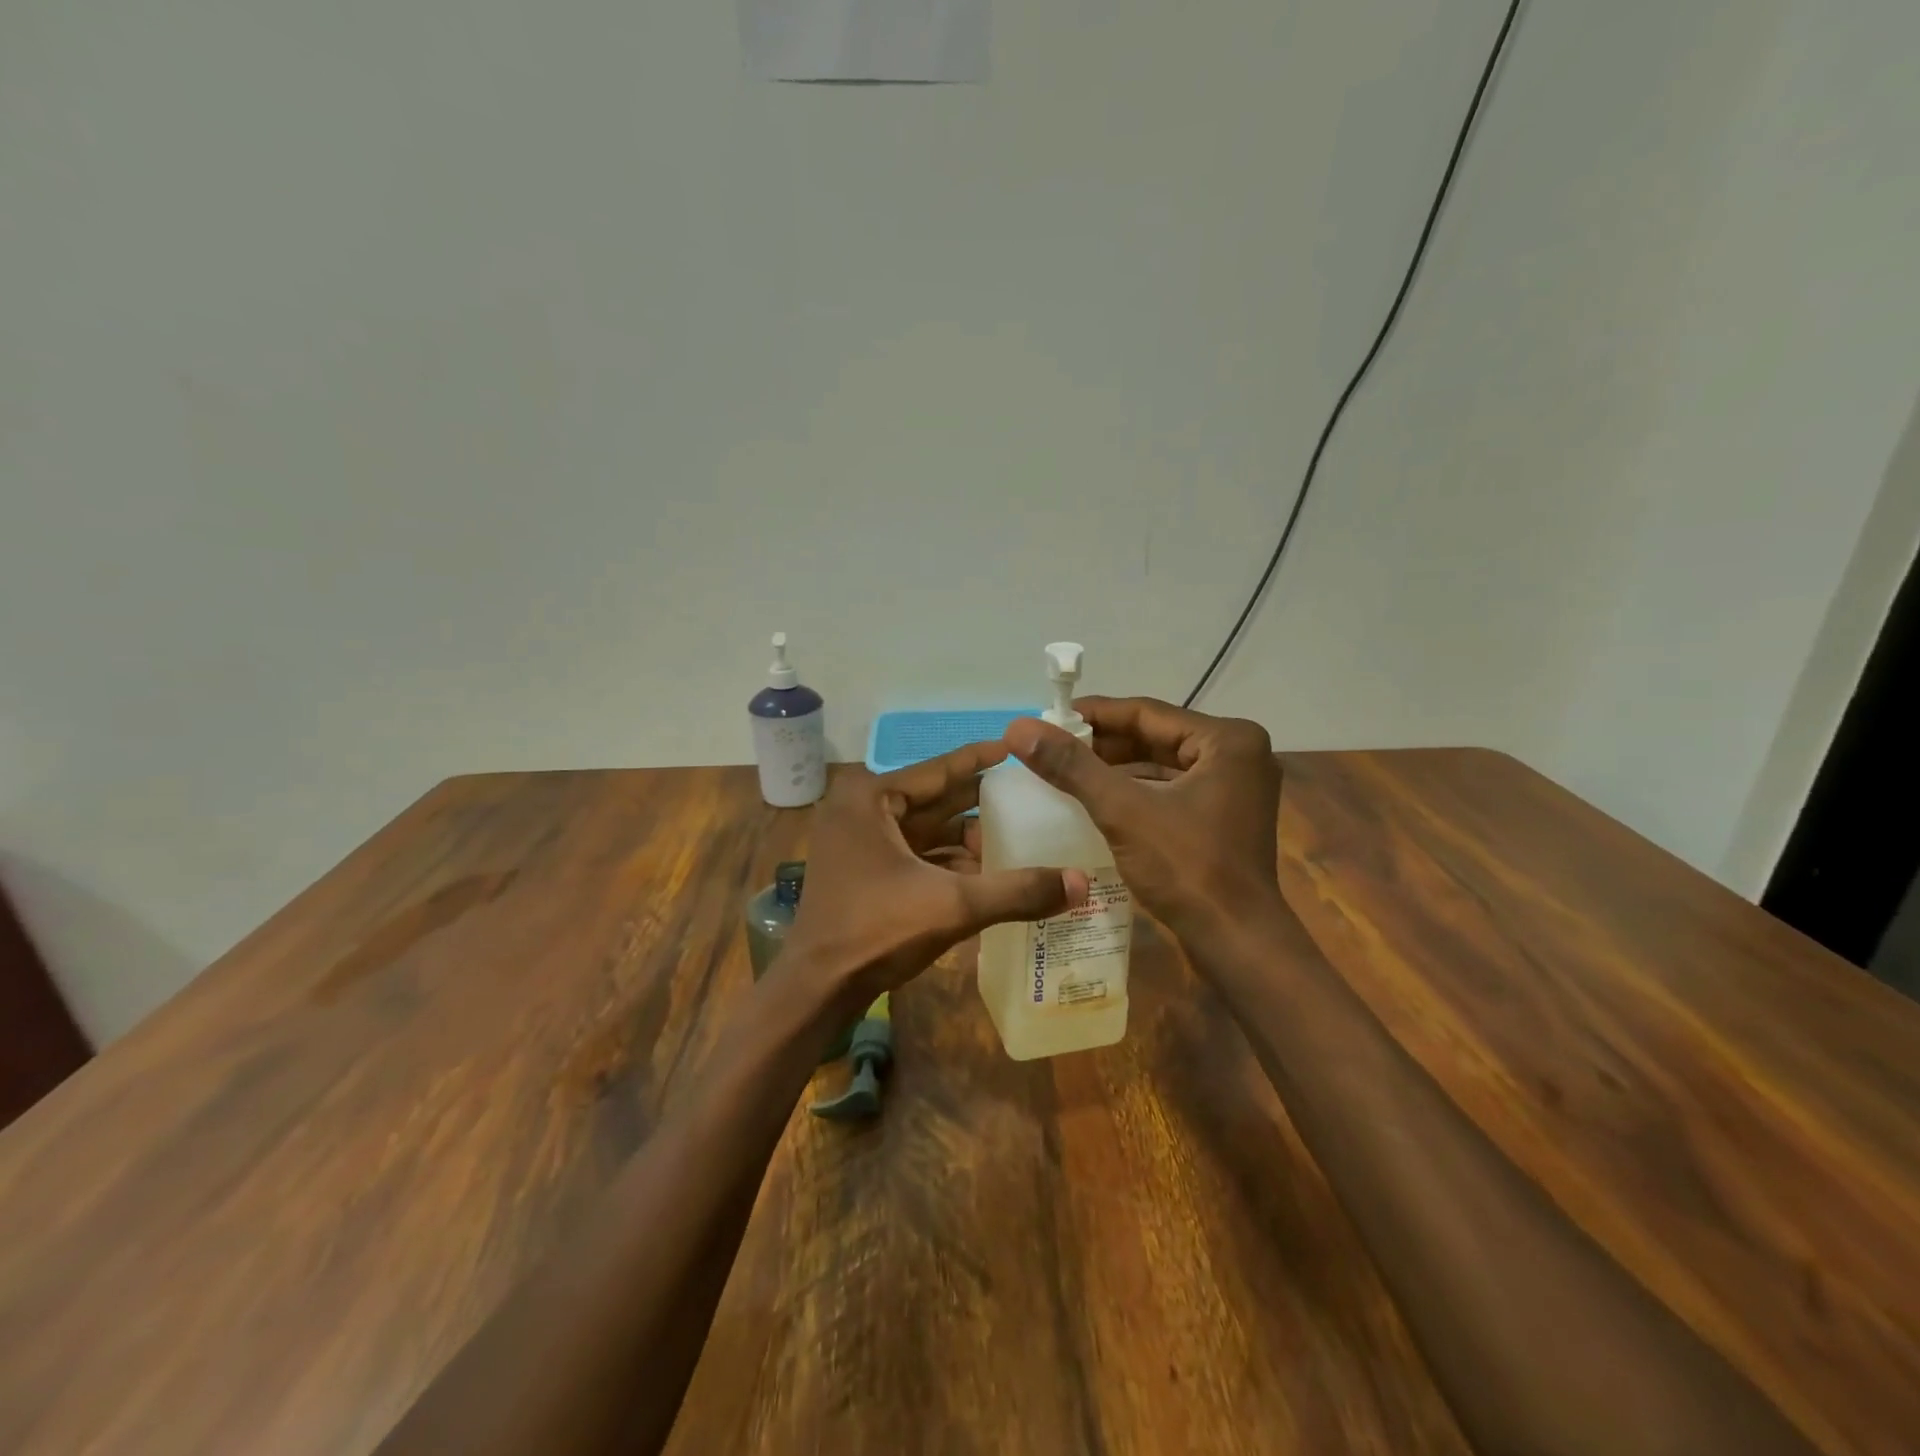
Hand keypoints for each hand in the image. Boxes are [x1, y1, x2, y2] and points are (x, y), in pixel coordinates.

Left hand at [780, 743, 1089, 1009]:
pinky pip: (916, 853)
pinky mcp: (865, 871)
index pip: (939, 769)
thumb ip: (1017, 891)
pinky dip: (949, 860)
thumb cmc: (876, 931)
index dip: (983, 758)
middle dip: (981, 798)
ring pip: (927, 829)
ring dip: (968, 834)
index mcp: (871, 798)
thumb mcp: (953, 906)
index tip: (1019, 746)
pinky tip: (989, 868)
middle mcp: (862, 810)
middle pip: (935, 798)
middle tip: (1032, 791)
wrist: (817, 989)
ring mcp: (860, 842)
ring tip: (1021, 832)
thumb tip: (1082, 883)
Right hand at [1003, 698, 1285, 944]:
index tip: (1047, 717)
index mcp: (1227, 740)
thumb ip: (1072, 767)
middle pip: (1155, 736)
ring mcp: (1234, 787)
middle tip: (1052, 745)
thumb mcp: (1123, 811)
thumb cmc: (1187, 868)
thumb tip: (1019, 728)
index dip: (1093, 714)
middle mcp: (1237, 754)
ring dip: (1115, 767)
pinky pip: (1170, 789)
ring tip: (1065, 769)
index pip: (1147, 712)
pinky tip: (1096, 798)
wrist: (1237, 943)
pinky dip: (1134, 790)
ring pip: (1161, 764)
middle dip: (1102, 743)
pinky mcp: (1224, 816)